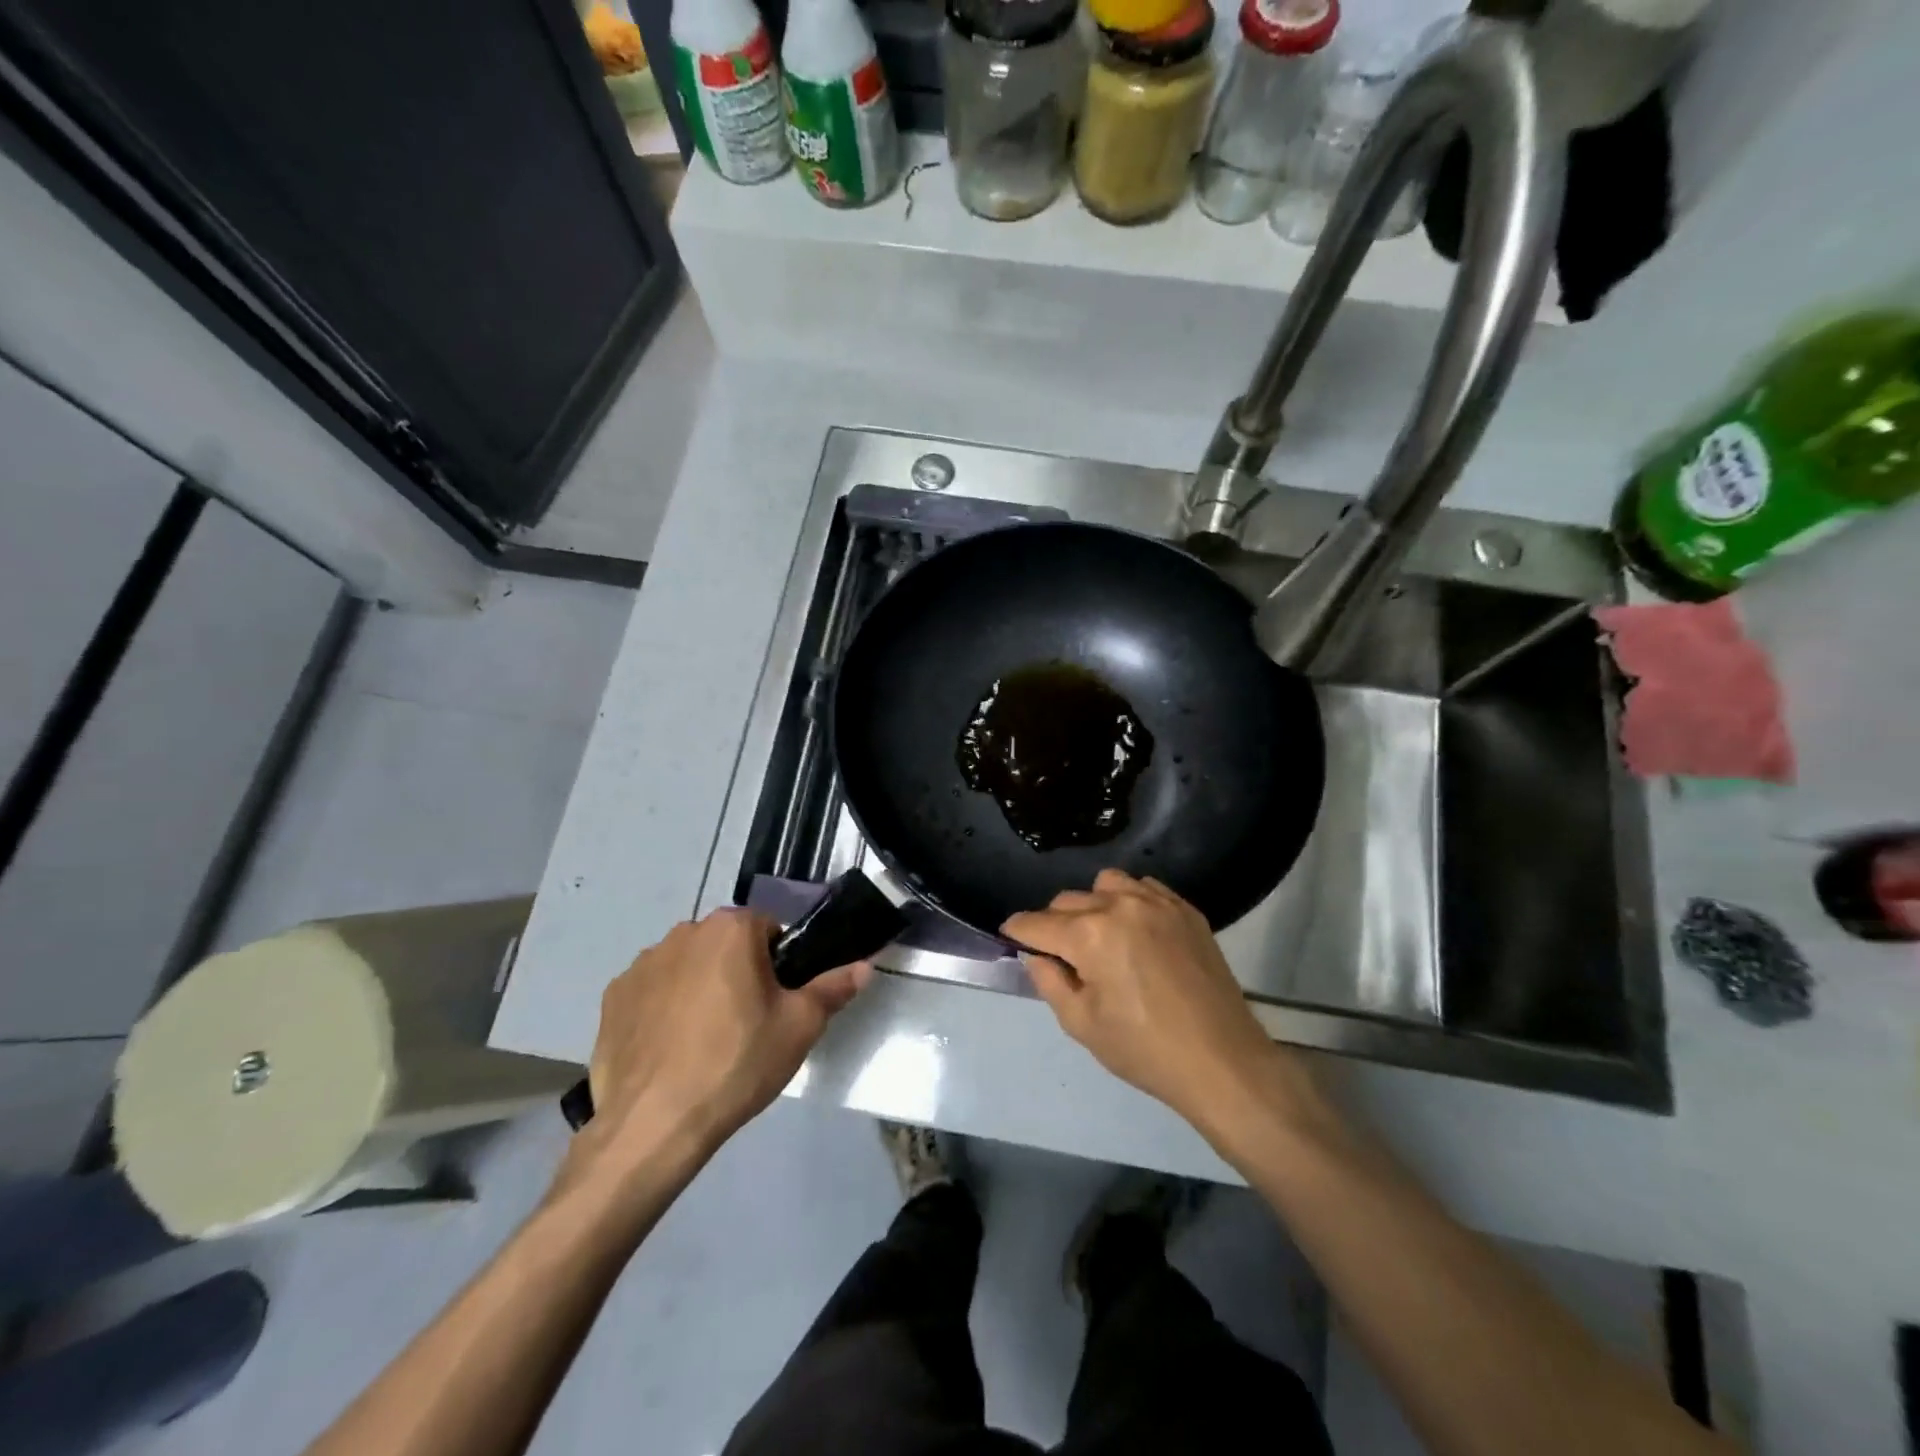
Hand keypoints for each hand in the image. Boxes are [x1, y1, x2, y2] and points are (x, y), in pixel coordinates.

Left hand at [571, 909, 870, 1176]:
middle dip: (739, 972)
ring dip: (700, 988)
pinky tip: (670, 1050)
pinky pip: (652, 992)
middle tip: (748, 1023)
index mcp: (731, 928)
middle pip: (726, 945)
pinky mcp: (612, 998)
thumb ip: (834, 988)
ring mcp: (641, 964)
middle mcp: (683, 932)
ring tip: (705, 1042)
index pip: (769, 929)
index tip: (778, 1002)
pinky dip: (663, 1010)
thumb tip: (865, 965)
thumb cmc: (737, 1063)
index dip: (780, 964)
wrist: (654, 1125)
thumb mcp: (800, 1027)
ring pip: (688, 966)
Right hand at [1004, 870, 1304, 1136]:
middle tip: (1060, 955)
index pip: (1035, 923)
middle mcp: (1119, 905)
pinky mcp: (1185, 909)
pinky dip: (1129, 901)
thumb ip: (1049, 981)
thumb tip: (1037, 955)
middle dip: (1053, 924)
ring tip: (1101, 936)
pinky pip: (1144, 887)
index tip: (1011, 939)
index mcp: (1089, 934)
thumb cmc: (1144, 1050)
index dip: (1017, 933)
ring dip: (1093, 904)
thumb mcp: (1082, 1024)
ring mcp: (1156, 902)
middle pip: (1067, 900)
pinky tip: (1136, 931)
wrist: (1222, 1060)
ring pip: (1106, 884)